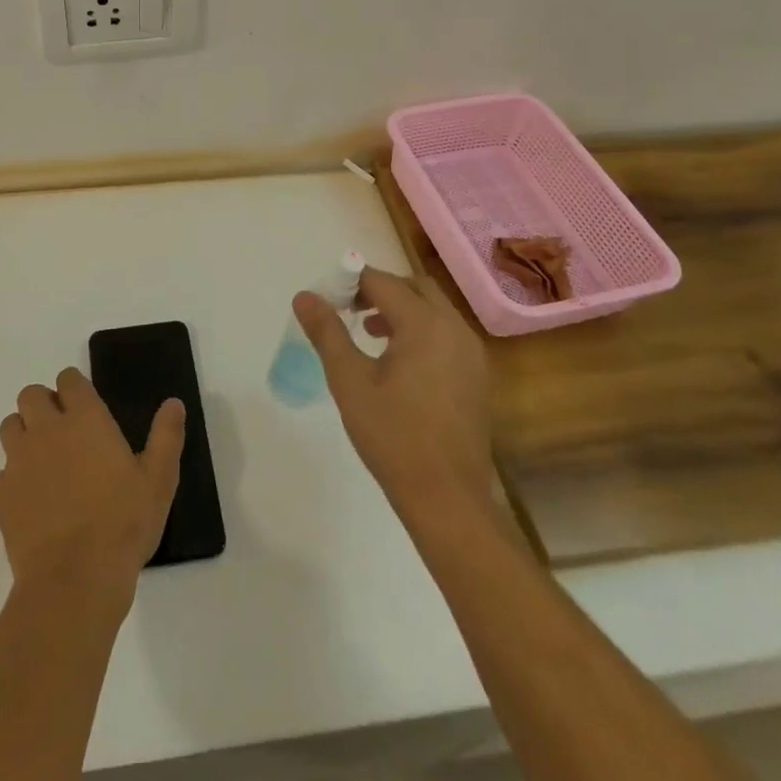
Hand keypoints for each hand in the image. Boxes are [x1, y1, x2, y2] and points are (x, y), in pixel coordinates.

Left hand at [0, 367, 184, 605]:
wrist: (74, 580)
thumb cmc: (123, 523)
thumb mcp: (158, 480)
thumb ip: (166, 436)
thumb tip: (174, 403)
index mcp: (85, 418)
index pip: (69, 379)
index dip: (75, 388)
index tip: (85, 406)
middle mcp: (47, 429)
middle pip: (31, 394)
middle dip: (44, 404)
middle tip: (63, 430)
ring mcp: (19, 461)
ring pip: (10, 426)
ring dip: (24, 433)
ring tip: (45, 459)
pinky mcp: (1, 495)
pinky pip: (2, 471)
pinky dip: (14, 476)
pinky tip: (33, 499)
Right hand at [292, 269, 496, 524]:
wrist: (448, 499)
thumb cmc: (393, 436)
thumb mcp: (349, 381)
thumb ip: (327, 332)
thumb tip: (305, 296)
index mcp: (425, 324)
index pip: (382, 282)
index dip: (351, 282)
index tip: (327, 299)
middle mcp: (454, 328)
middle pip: (414, 287)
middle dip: (379, 289)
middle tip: (348, 309)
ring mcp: (471, 353)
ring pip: (433, 309)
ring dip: (400, 309)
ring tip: (368, 332)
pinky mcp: (476, 375)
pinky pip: (445, 333)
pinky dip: (420, 330)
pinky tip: (397, 362)